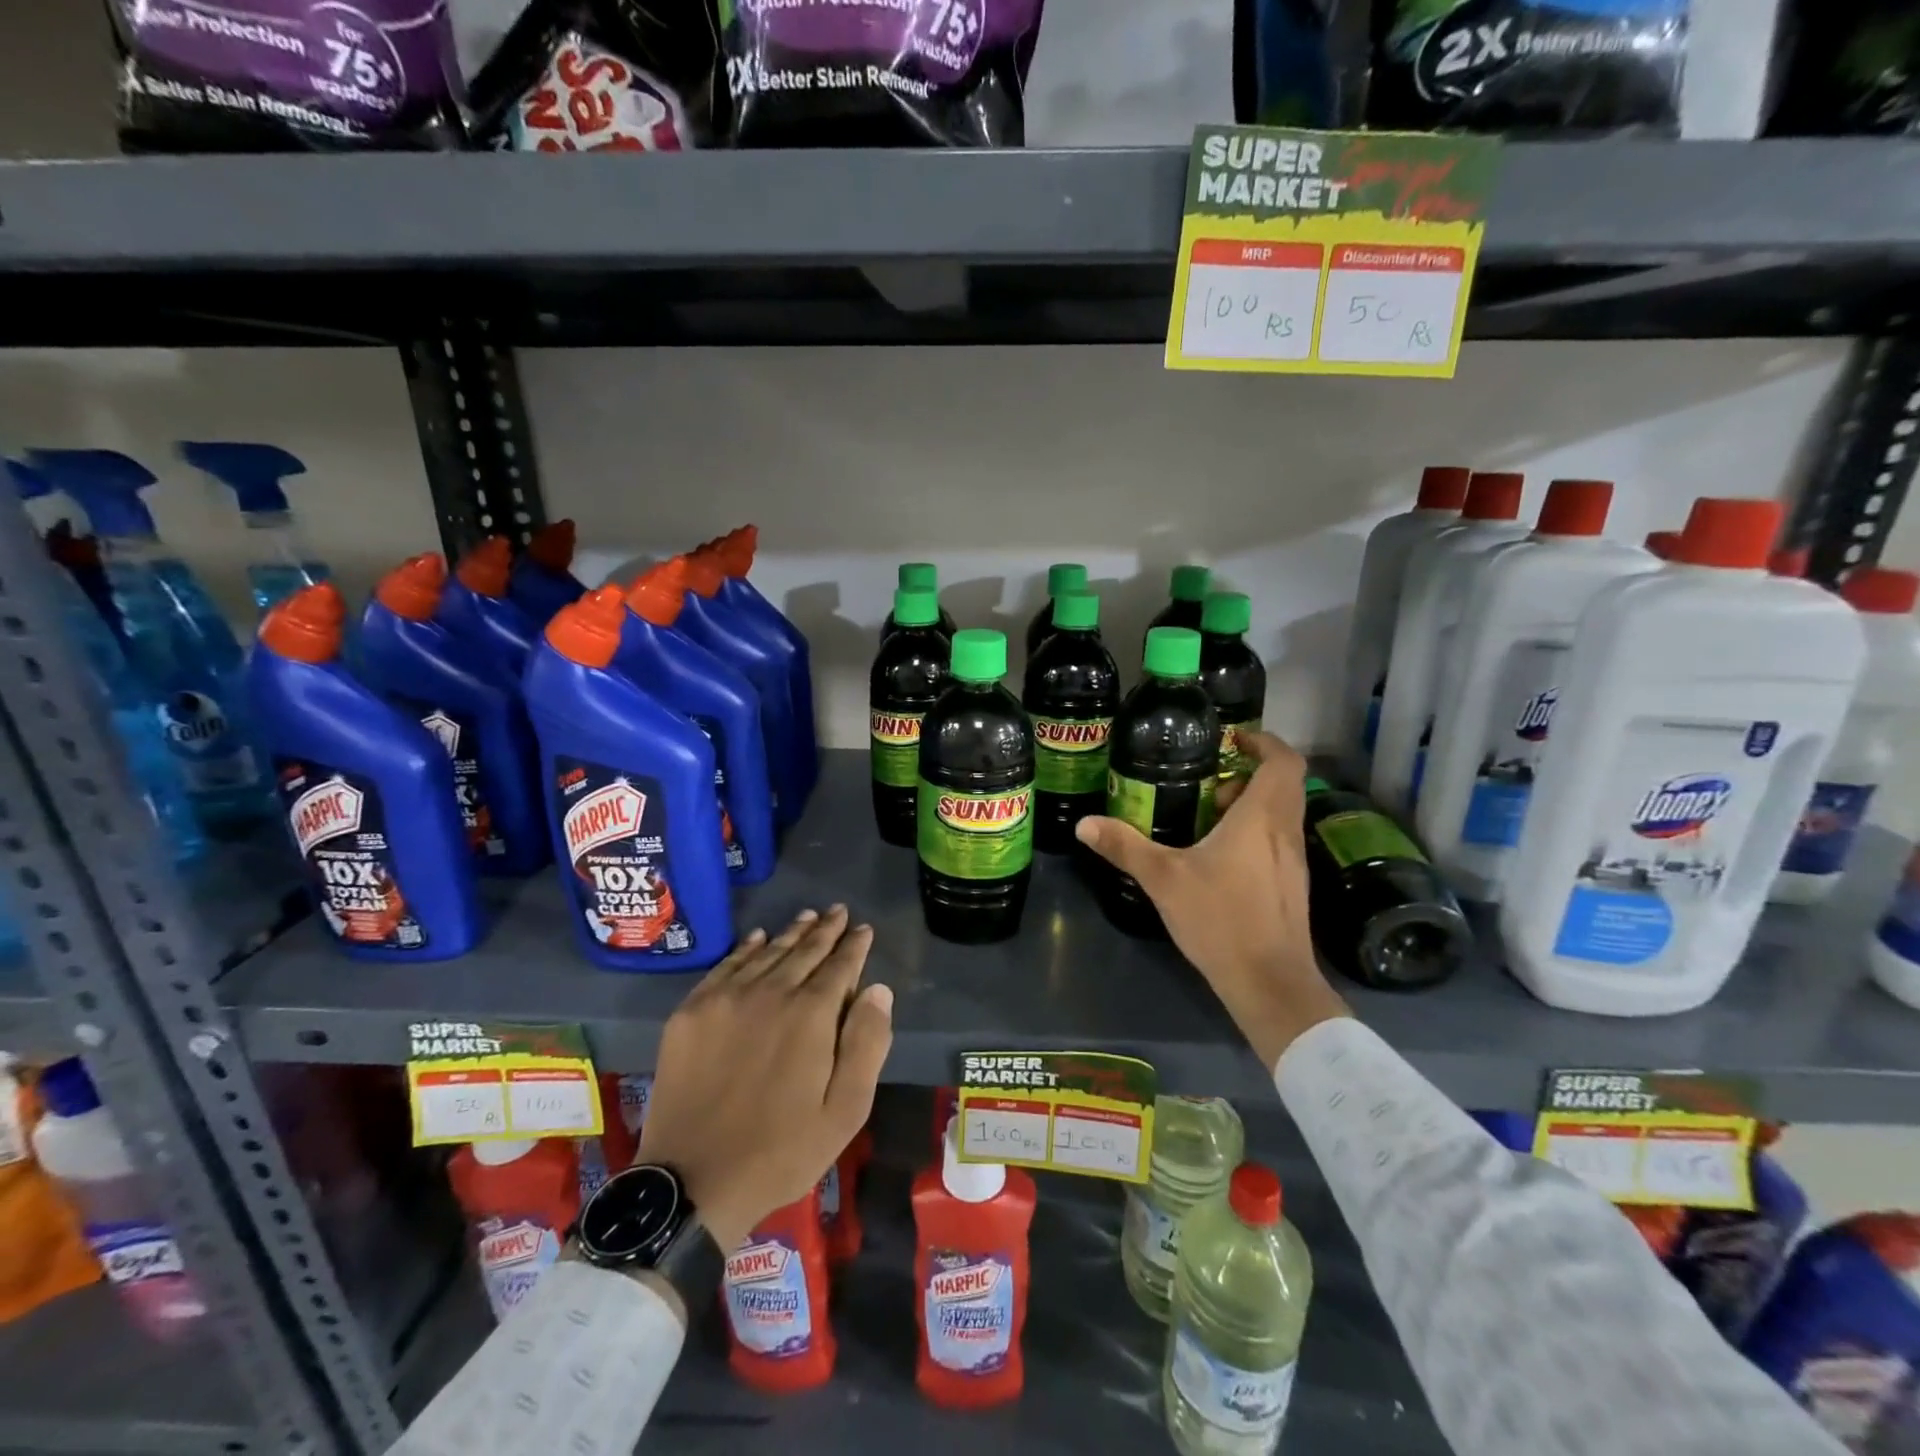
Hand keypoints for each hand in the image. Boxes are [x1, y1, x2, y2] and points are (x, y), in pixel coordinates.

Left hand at [638, 906, 892, 1251]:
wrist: (693, 1183)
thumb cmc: (782, 1151)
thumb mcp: (845, 1111)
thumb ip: (867, 1044)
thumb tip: (878, 990)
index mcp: (811, 1015)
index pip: (840, 966)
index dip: (854, 945)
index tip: (863, 929)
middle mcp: (770, 993)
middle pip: (803, 951)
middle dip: (826, 930)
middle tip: (839, 912)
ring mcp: (725, 999)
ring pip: (766, 953)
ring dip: (791, 933)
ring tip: (808, 916)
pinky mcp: (691, 1013)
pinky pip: (725, 967)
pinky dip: (746, 949)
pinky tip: (757, 938)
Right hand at [1075, 731, 1348, 1069]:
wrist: (1270, 983)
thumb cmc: (1221, 919)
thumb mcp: (1164, 879)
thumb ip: (1125, 846)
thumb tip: (1084, 823)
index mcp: (1262, 817)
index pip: (1282, 761)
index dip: (1263, 741)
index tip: (1232, 738)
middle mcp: (1286, 831)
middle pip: (1283, 784)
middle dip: (1248, 772)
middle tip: (1208, 779)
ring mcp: (1294, 861)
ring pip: (1280, 814)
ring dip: (1250, 804)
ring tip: (1207, 815)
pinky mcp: (1292, 886)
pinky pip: (1277, 840)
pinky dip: (1254, 832)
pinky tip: (1219, 856)